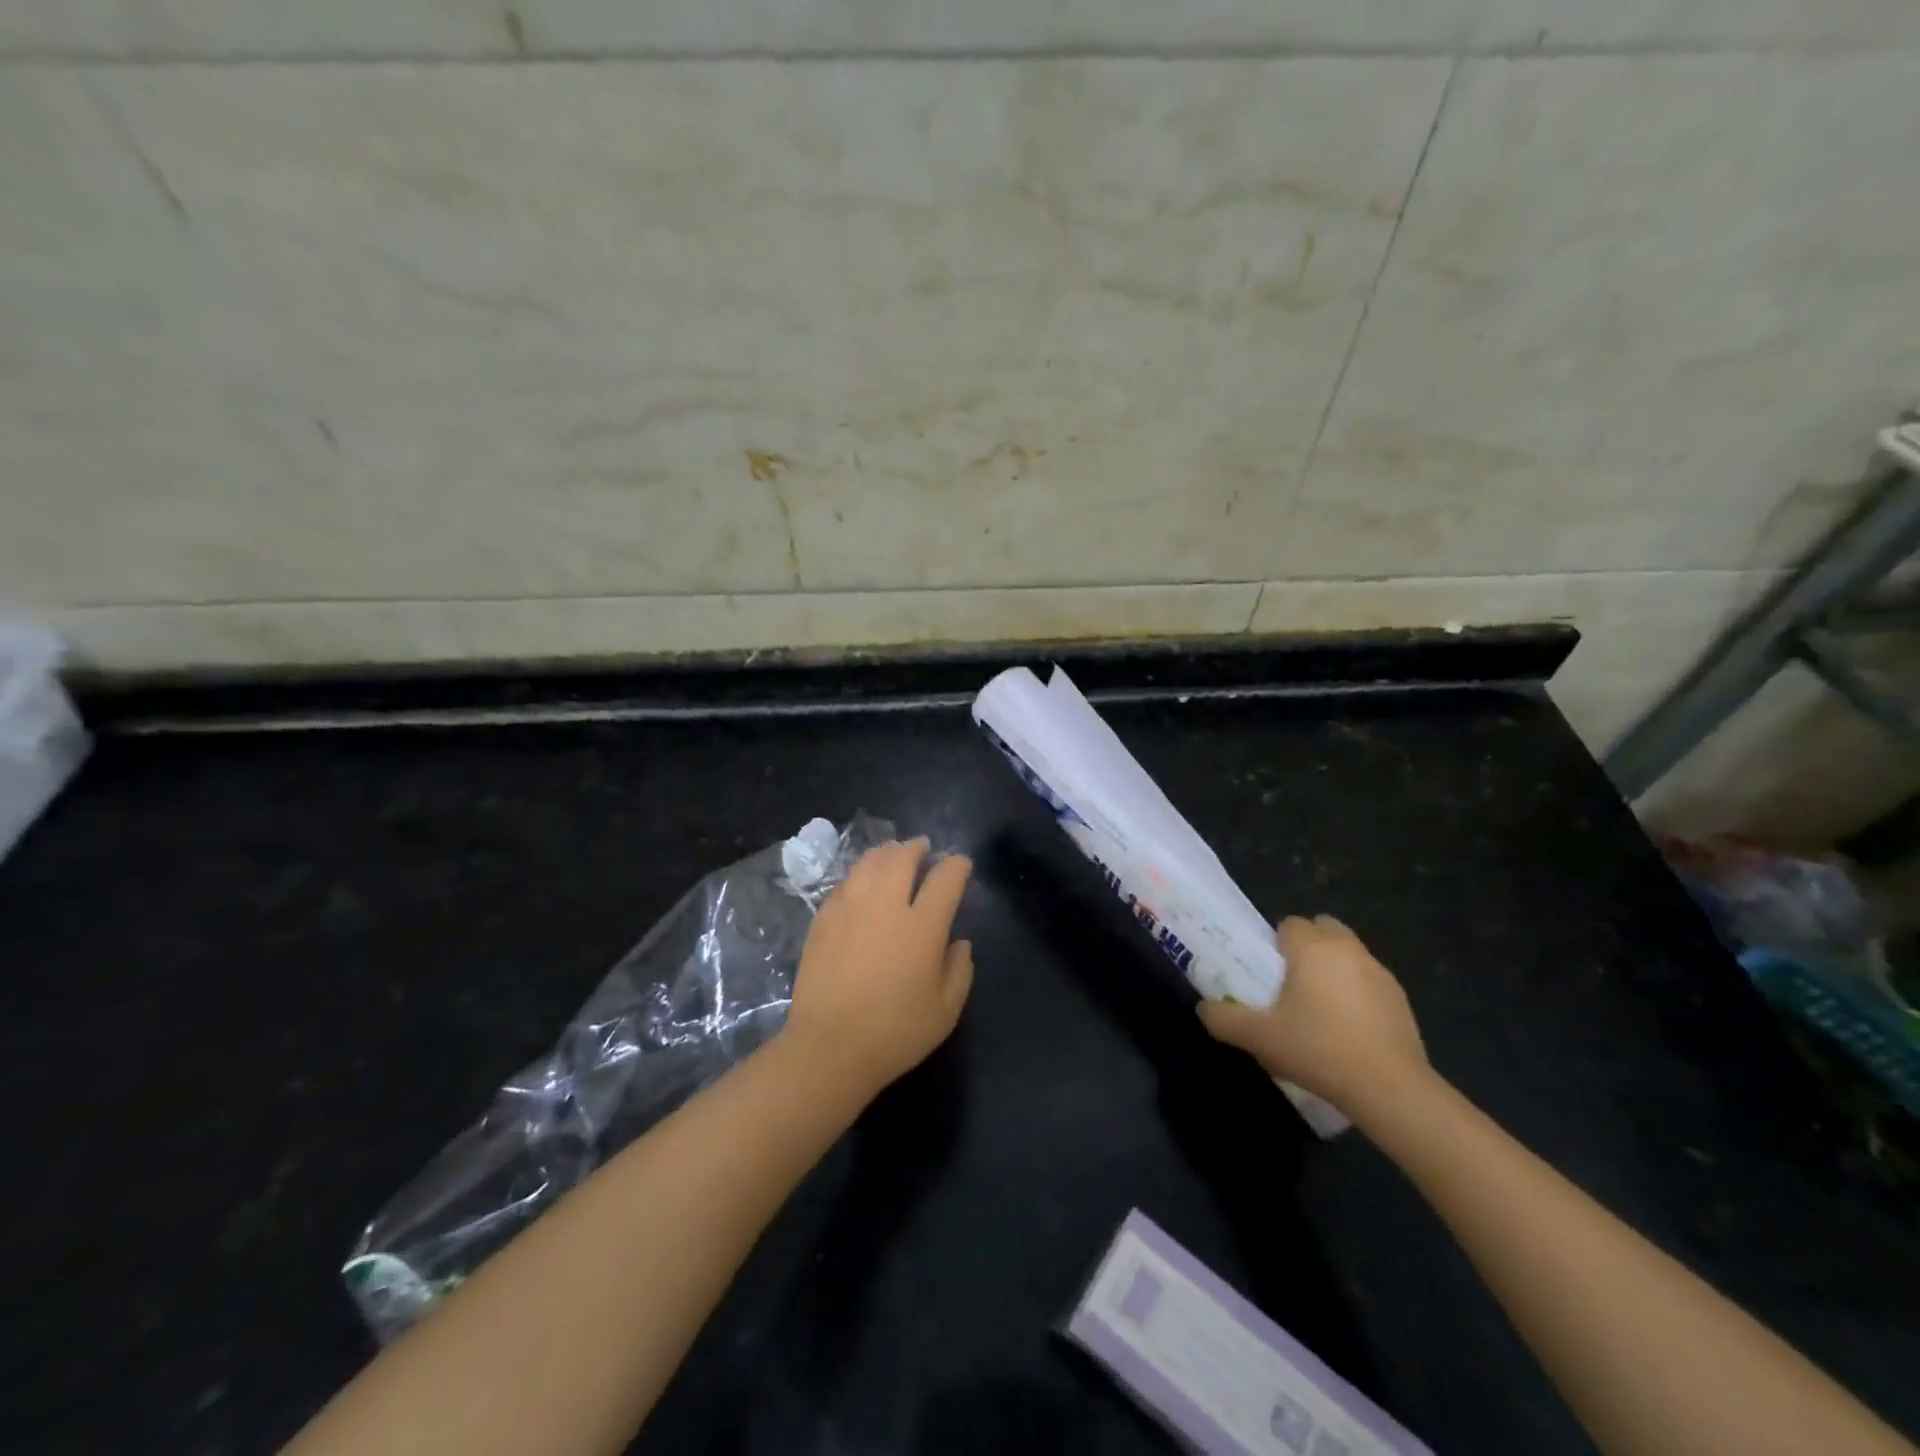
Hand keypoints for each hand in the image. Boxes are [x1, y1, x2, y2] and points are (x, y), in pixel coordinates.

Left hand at [783, 839, 974, 1098]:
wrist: (829, 1048)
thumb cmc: (894, 1033)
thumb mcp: (945, 1011)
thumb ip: (959, 971)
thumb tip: (959, 942)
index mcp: (922, 925)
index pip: (946, 878)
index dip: (957, 865)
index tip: (960, 864)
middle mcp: (885, 905)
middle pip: (902, 857)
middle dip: (917, 848)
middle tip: (923, 849)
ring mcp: (849, 908)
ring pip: (869, 863)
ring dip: (886, 853)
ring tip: (893, 855)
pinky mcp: (823, 919)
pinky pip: (844, 883)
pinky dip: (859, 875)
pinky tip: (861, 883)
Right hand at [1197, 915, 1426, 1115]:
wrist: (1388, 1087)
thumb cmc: (1317, 1048)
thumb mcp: (1259, 1037)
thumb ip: (1225, 1018)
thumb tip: (1205, 1008)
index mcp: (1312, 948)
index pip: (1290, 924)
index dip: (1276, 944)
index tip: (1270, 973)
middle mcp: (1347, 949)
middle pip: (1323, 928)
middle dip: (1308, 946)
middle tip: (1293, 982)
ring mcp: (1379, 972)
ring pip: (1349, 953)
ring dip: (1334, 968)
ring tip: (1321, 1008)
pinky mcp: (1401, 999)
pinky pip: (1370, 981)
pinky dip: (1358, 993)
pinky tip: (1349, 1029)